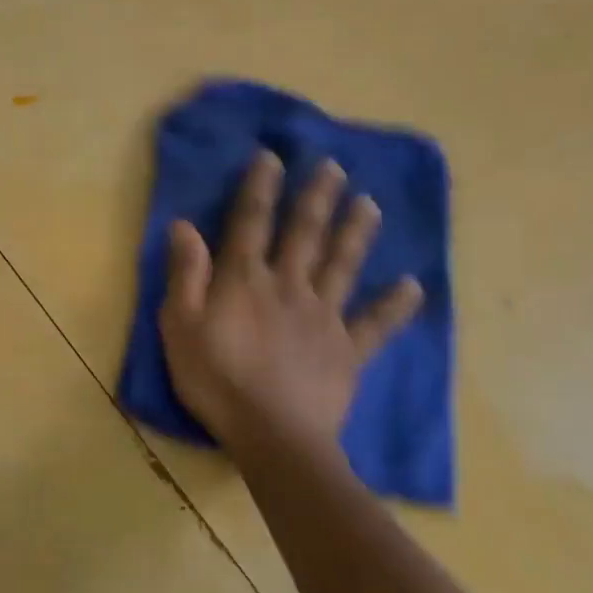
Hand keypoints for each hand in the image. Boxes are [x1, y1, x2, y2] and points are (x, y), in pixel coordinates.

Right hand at [158, 152, 421, 456]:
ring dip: (356, 233)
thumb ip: (185, 274)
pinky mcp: (347, 350)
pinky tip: (413, 286)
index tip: (272, 157)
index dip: (260, 188)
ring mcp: (323, 317)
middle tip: (334, 166)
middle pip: (304, 234)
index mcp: (244, 280)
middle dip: (317, 198)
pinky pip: (374, 324)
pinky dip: (394, 306)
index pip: (251, 223)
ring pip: (343, 266)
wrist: (273, 435)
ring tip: (370, 203)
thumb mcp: (180, 325)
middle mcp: (288, 286)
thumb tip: (184, 225)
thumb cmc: (215, 378)